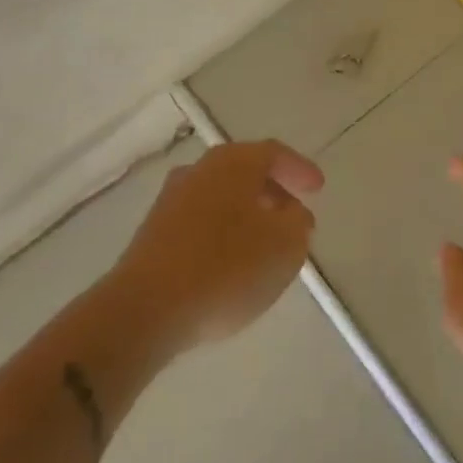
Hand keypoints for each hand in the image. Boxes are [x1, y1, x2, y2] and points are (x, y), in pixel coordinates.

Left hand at [115, 140, 322, 349]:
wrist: (145, 309)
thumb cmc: (226, 268)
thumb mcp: (285, 248)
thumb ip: (298, 224)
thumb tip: (292, 213)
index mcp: (234, 162)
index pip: (274, 153)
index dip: (299, 169)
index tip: (318, 189)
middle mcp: (200, 169)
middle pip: (245, 171)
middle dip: (273, 191)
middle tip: (294, 216)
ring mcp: (172, 199)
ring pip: (221, 196)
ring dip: (246, 213)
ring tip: (264, 243)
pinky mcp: (153, 232)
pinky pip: (200, 221)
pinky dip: (222, 231)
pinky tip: (230, 262)